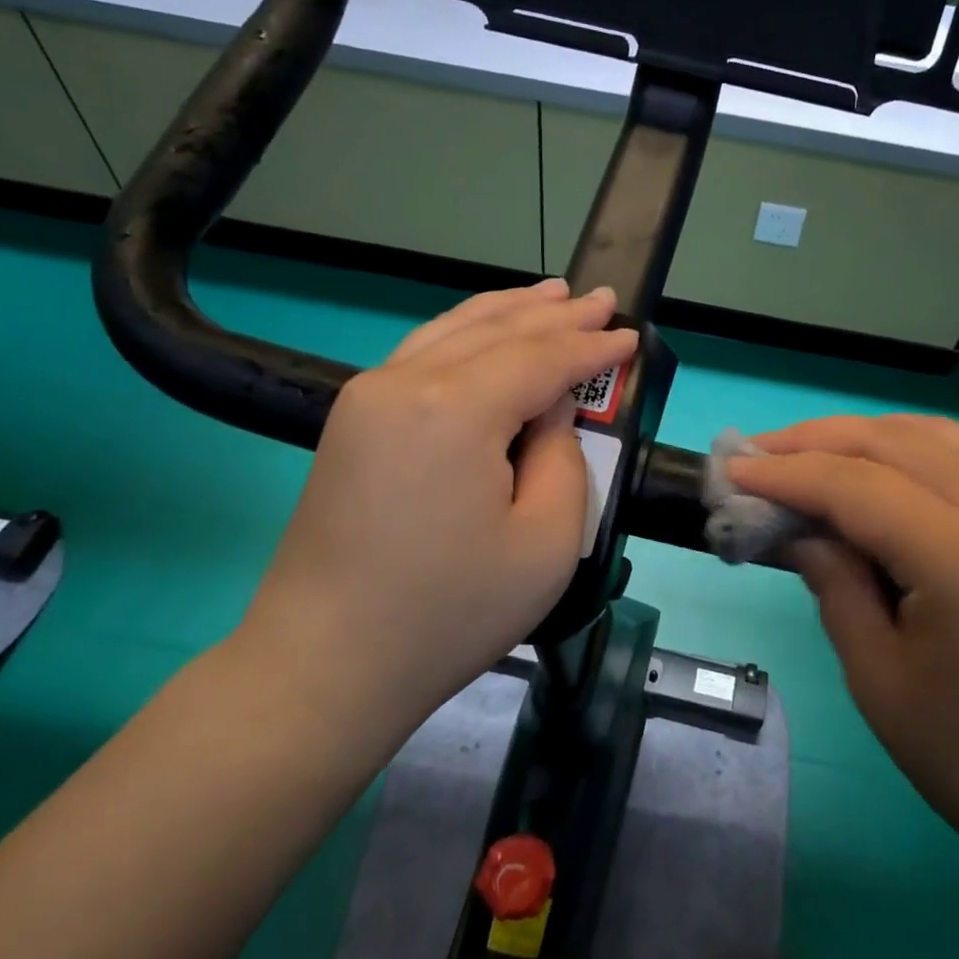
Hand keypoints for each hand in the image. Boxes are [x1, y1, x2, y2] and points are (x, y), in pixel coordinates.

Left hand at [233, 280, 634, 733]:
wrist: (327, 663)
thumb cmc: (449, 612)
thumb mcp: (545, 544)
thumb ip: (563, 459)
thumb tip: (551, 412)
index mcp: (454, 410)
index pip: (540, 359)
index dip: (591, 349)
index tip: (631, 337)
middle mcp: (404, 383)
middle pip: (496, 332)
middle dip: (555, 315)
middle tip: (601, 300)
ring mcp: (367, 397)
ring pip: (453, 331)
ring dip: (508, 311)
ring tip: (552, 295)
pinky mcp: (352, 420)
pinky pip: (422, 353)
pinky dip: (465, 333)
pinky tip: (486, 329)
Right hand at [729, 415, 958, 893]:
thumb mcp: (878, 678)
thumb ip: (833, 585)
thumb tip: (797, 530)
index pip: (856, 487)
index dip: (786, 475)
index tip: (731, 473)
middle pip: (892, 443)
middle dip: (814, 441)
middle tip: (755, 456)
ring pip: (931, 435)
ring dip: (860, 434)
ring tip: (805, 452)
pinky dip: (907, 444)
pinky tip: (873, 463)